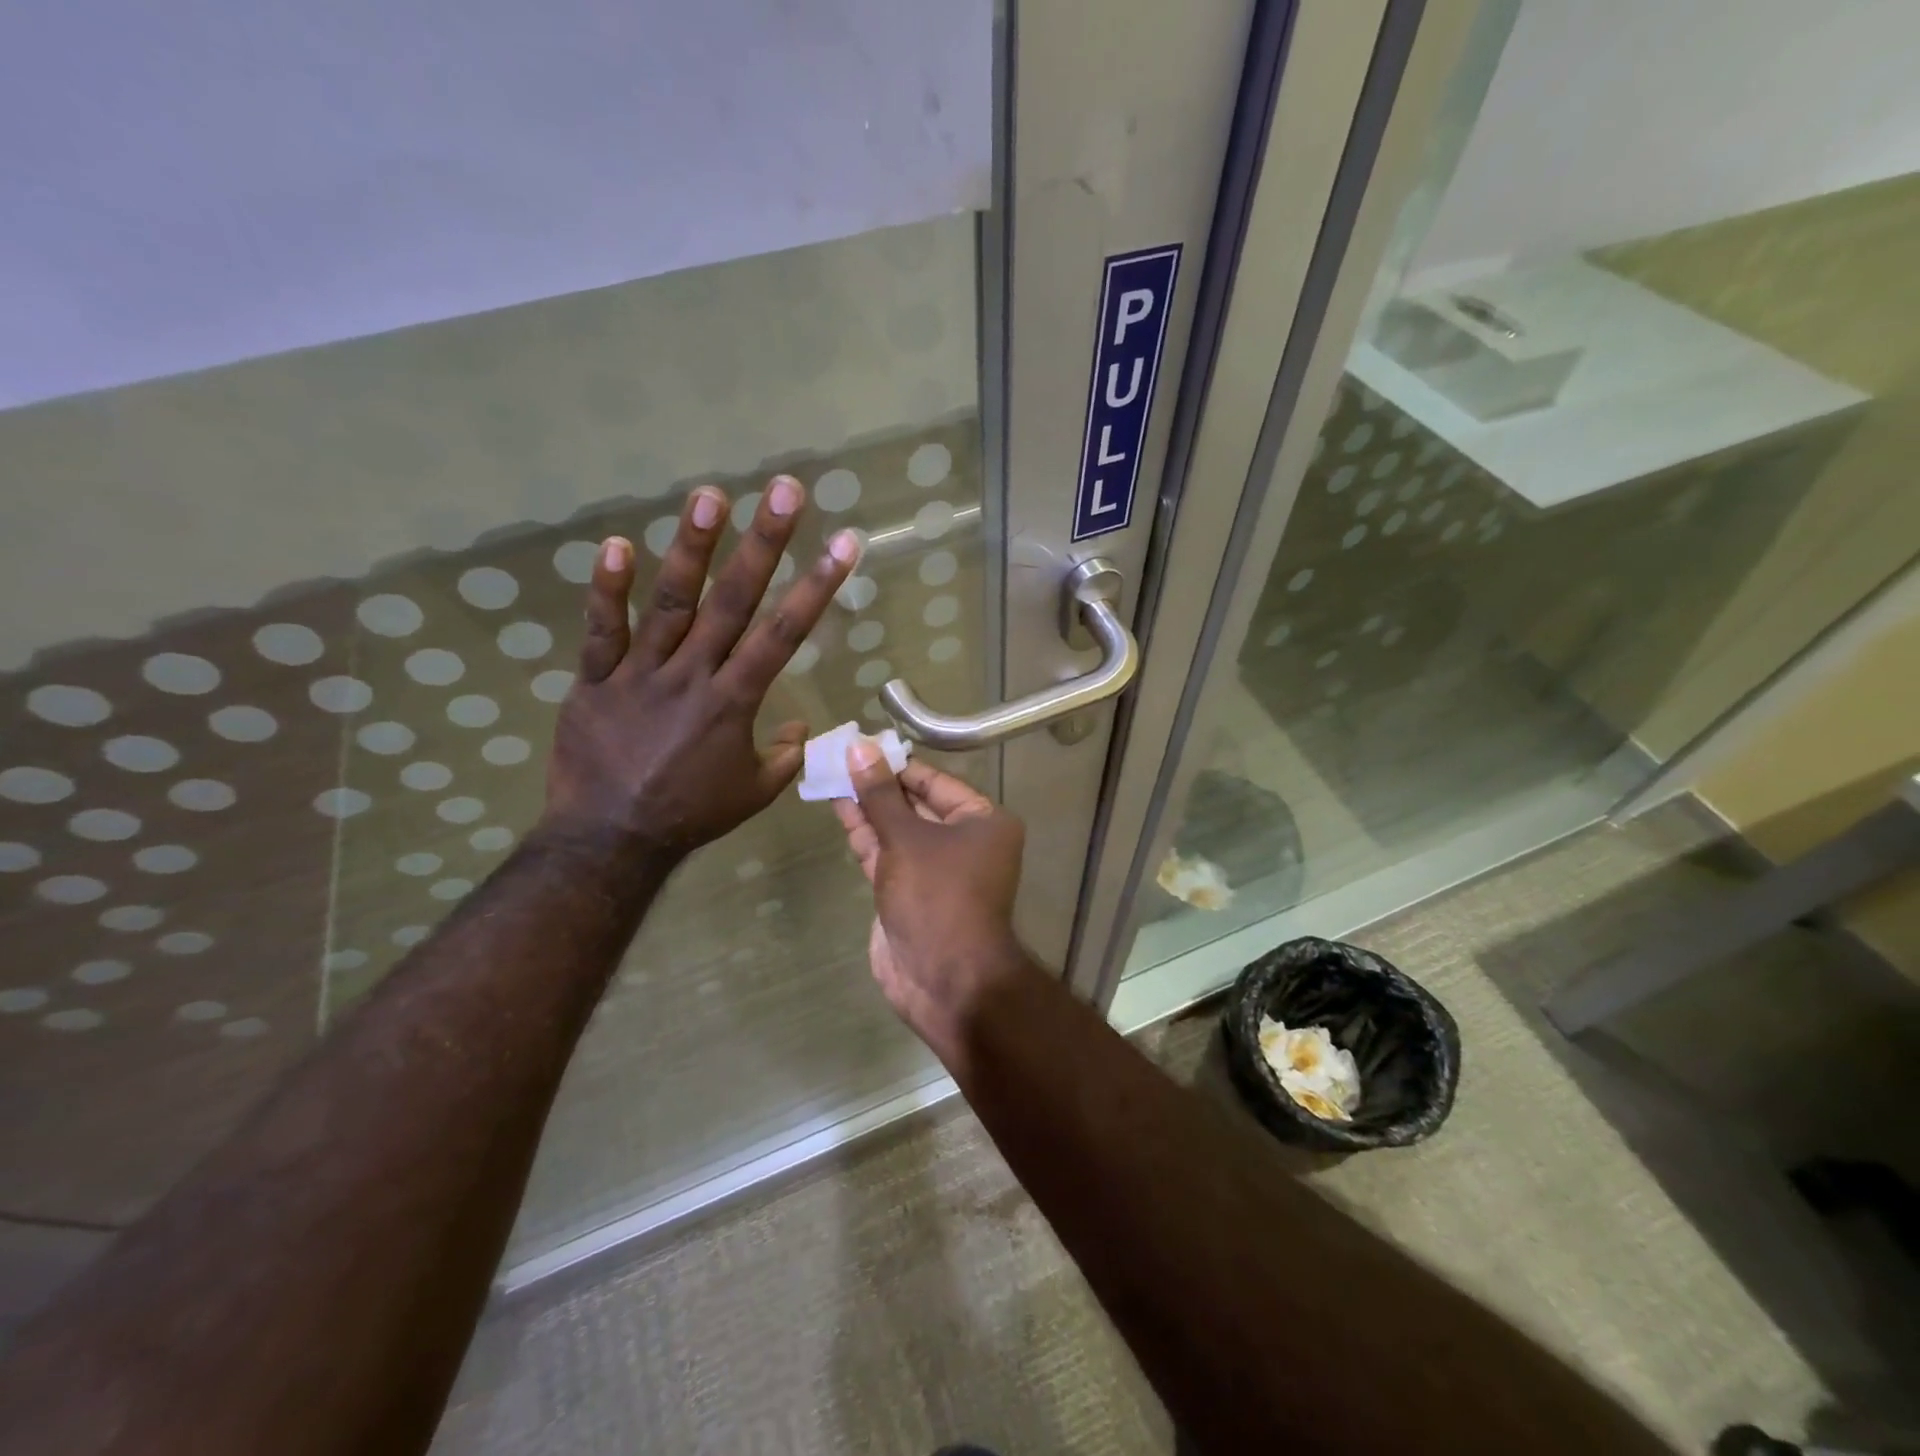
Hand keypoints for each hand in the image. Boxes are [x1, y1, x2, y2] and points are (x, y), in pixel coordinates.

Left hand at [543, 474, 858, 858]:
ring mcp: (640, 673)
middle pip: (733, 601)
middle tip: (783, 491)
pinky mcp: (596, 679)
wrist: (609, 839)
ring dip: (692, 548)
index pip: (784, 634)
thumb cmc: (690, 815)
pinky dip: (607, 589)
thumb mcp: (753, 793)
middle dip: (764, 544)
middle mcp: (692, 675)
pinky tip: (616, 544)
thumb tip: (801, 725)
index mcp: (734, 701)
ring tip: (709, 495)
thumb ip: (784, 756)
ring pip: (670, 603)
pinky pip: (601, 630)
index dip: (817, 586)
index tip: (843, 544)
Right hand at [832, 741, 1033, 1059]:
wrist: (944, 979)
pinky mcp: (909, 893)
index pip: (936, 782)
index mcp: (983, 822)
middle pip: (915, 804)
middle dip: (878, 785)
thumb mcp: (906, 839)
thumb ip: (880, 795)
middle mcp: (964, 842)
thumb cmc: (937, 896)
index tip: (862, 746)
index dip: (897, 764)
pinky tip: (840, 809)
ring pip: (897, 830)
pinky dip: (865, 835)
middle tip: (839, 758)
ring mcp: (935, 870)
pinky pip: (887, 855)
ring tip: (830, 776)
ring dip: (867, 807)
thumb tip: (859, 749)